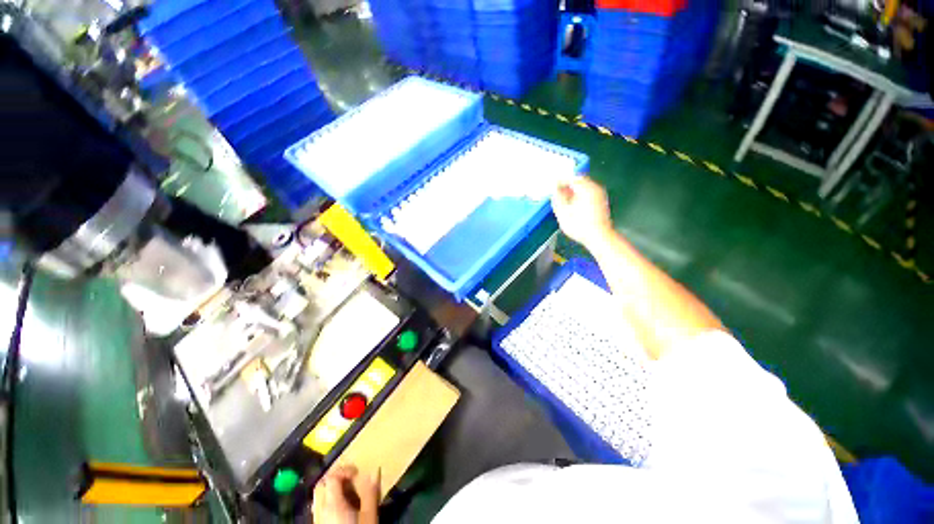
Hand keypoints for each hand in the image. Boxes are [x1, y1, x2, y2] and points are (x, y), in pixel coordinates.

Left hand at [312, 466, 379, 523]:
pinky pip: (319, 507)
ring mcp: (318, 518)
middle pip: (321, 484)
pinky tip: (341, 507)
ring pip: (318, 496)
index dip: (345, 470)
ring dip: (331, 488)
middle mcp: (321, 509)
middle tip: (351, 479)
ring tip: (347, 492)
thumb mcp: (369, 516)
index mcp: (333, 504)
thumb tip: (375, 471)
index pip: (332, 477)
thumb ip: (371, 493)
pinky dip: (328, 500)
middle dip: (335, 477)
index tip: (358, 472)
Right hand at [552, 177, 613, 249]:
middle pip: (579, 181)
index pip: (571, 178)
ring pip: (584, 187)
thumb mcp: (563, 212)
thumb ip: (557, 198)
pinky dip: (579, 195)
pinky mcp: (601, 203)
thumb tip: (555, 190)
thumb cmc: (579, 225)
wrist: (599, 237)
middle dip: (567, 185)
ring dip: (573, 190)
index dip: (560, 181)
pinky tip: (572, 204)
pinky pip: (588, 193)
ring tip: (563, 198)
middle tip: (556, 191)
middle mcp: (595, 188)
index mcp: (586, 188)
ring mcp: (600, 195)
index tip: (552, 185)